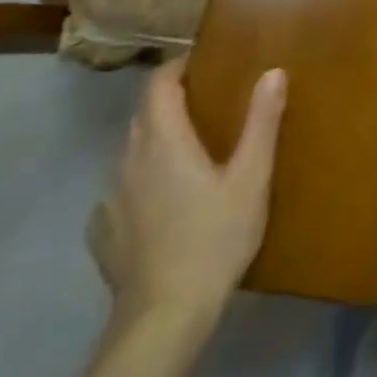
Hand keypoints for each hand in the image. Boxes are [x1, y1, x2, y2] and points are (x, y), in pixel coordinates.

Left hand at [87, 59, 284, 332]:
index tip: (203, 64)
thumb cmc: (216, 236)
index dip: (177, 68)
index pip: (158, 87)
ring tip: (191, 150)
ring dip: (156, 140)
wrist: (165, 312)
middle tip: (208, 102)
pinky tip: (163, 201)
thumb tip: (273, 72)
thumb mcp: (251, 177)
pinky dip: (142, 180)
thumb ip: (261, 122)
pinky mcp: (104, 230)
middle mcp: (129, 161)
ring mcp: (111, 197)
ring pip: (131, 152)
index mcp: (164, 142)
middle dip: (170, 101)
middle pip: (143, 115)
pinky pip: (122, 189)